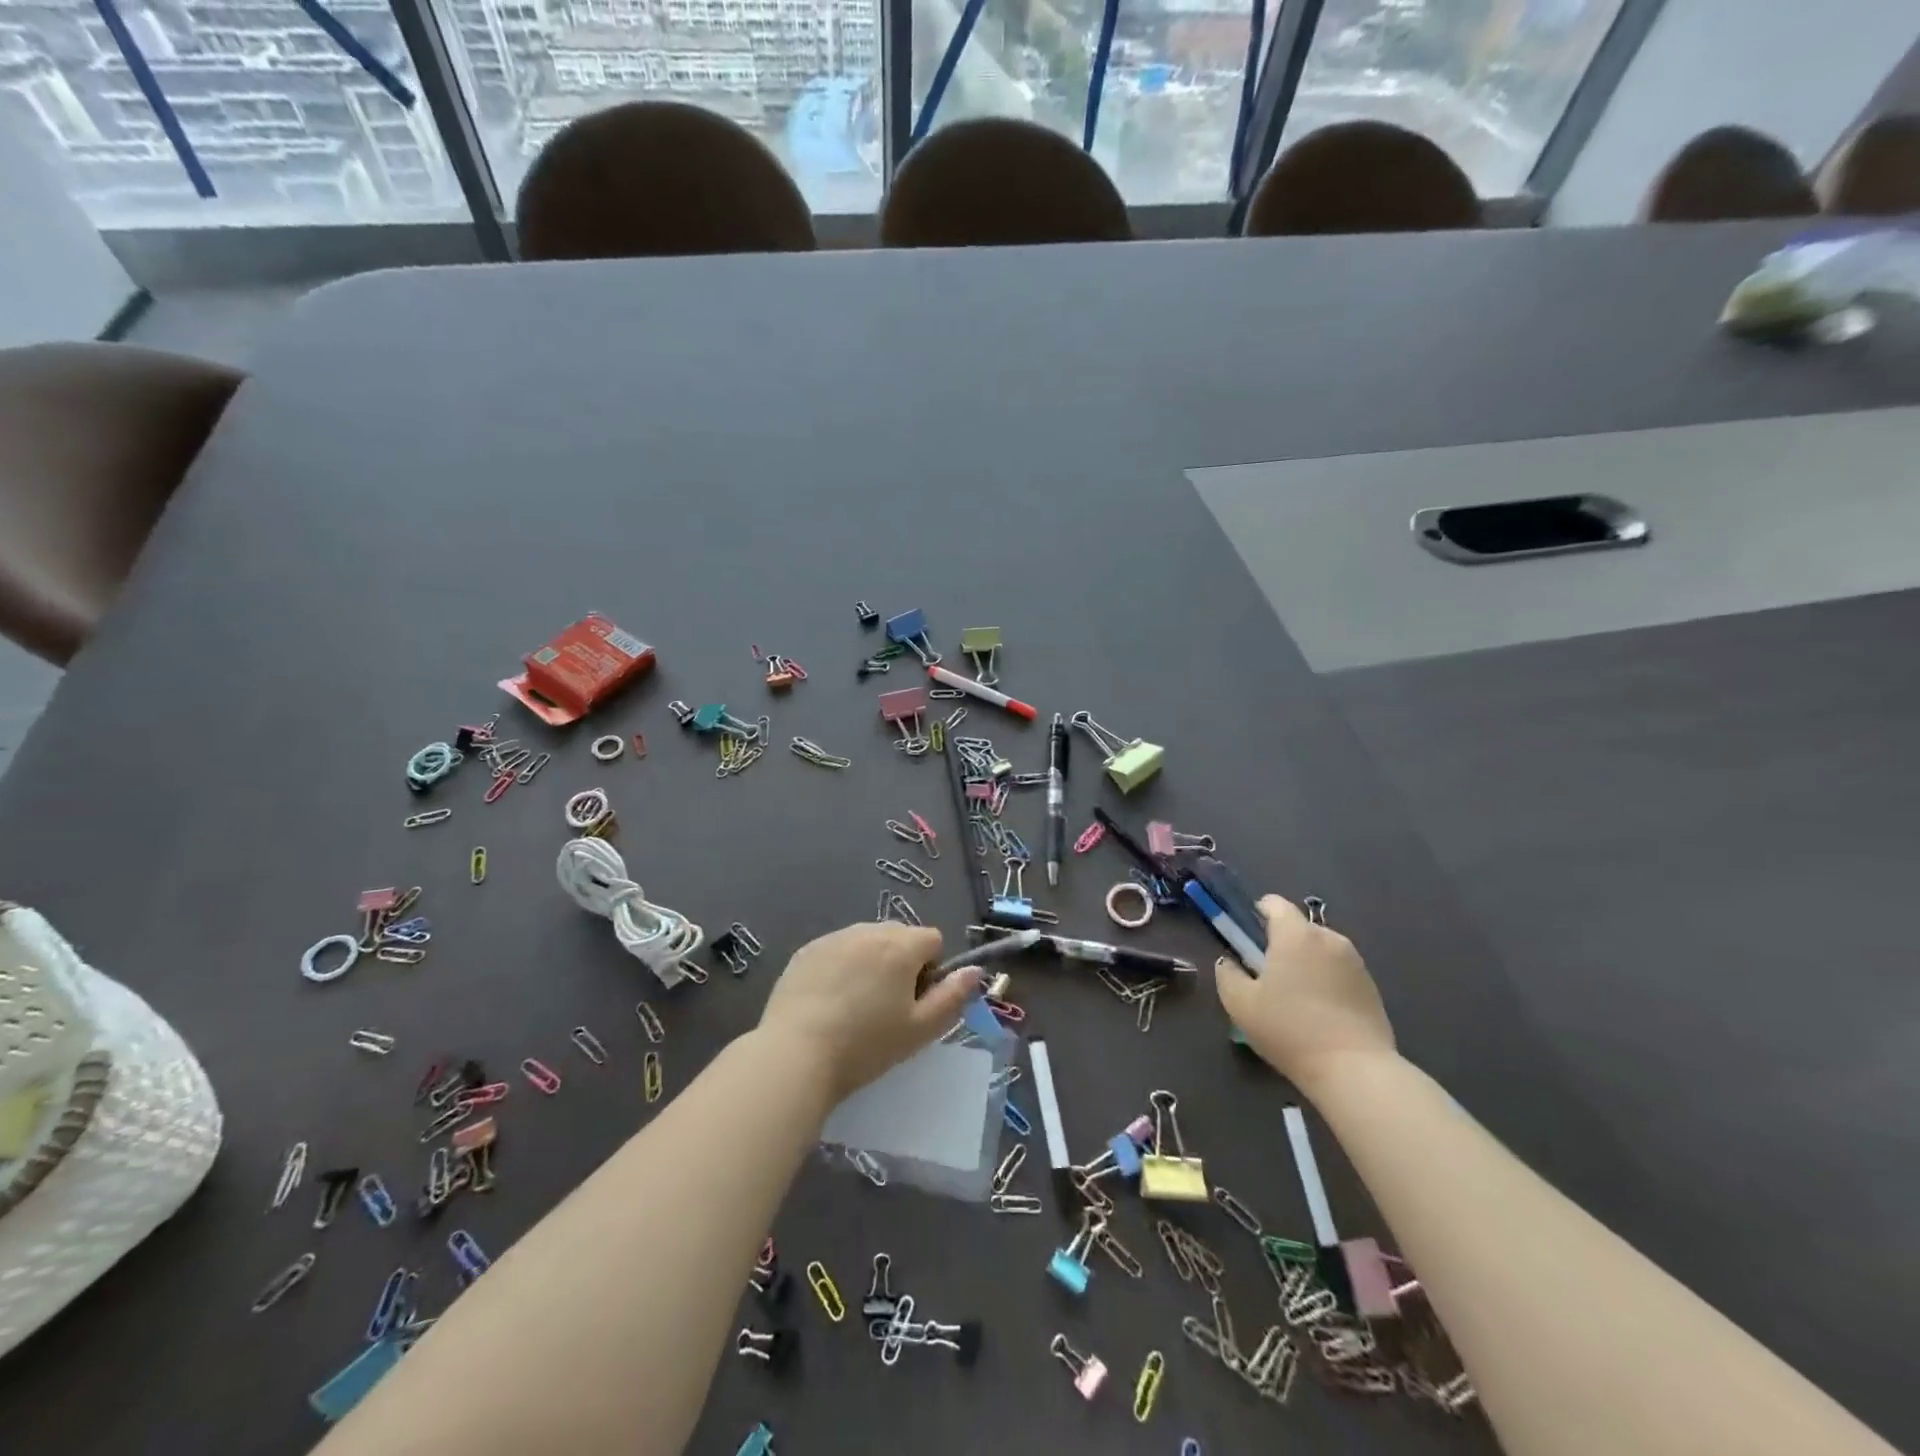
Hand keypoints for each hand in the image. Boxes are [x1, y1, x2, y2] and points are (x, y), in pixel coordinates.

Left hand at [759, 922, 981, 1100]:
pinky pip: (837, 949)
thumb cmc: (866, 1046)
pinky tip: (828, 1001)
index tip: (915, 1002)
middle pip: (899, 935)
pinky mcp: (806, 951)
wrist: (795, 1055)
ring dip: (871, 961)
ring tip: (855, 1004)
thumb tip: (975, 970)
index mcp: (901, 946)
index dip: (931, 970)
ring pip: (867, 940)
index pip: (932, 939)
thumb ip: (953, 996)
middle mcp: (868, 931)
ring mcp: (833, 938)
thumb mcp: (920, 1030)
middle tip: (887, 1006)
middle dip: (901, 961)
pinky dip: (841, 966)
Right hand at [1214, 895, 1395, 1093]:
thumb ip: (1227, 974)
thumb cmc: (1289, 1029)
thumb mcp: (1240, 1004)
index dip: (1258, 913)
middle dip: (1282, 943)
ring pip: (1321, 950)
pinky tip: (1320, 1013)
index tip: (1248, 937)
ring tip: (1296, 998)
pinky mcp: (1372, 987)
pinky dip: (1327, 982)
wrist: (1354, 1069)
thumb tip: (1229, 963)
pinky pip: (1340, 972)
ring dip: (1307, 963)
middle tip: (1268, 975)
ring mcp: (1355, 962)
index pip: (1275, 903)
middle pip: (1299, 928)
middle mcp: (1328, 938)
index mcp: (1295, 934)